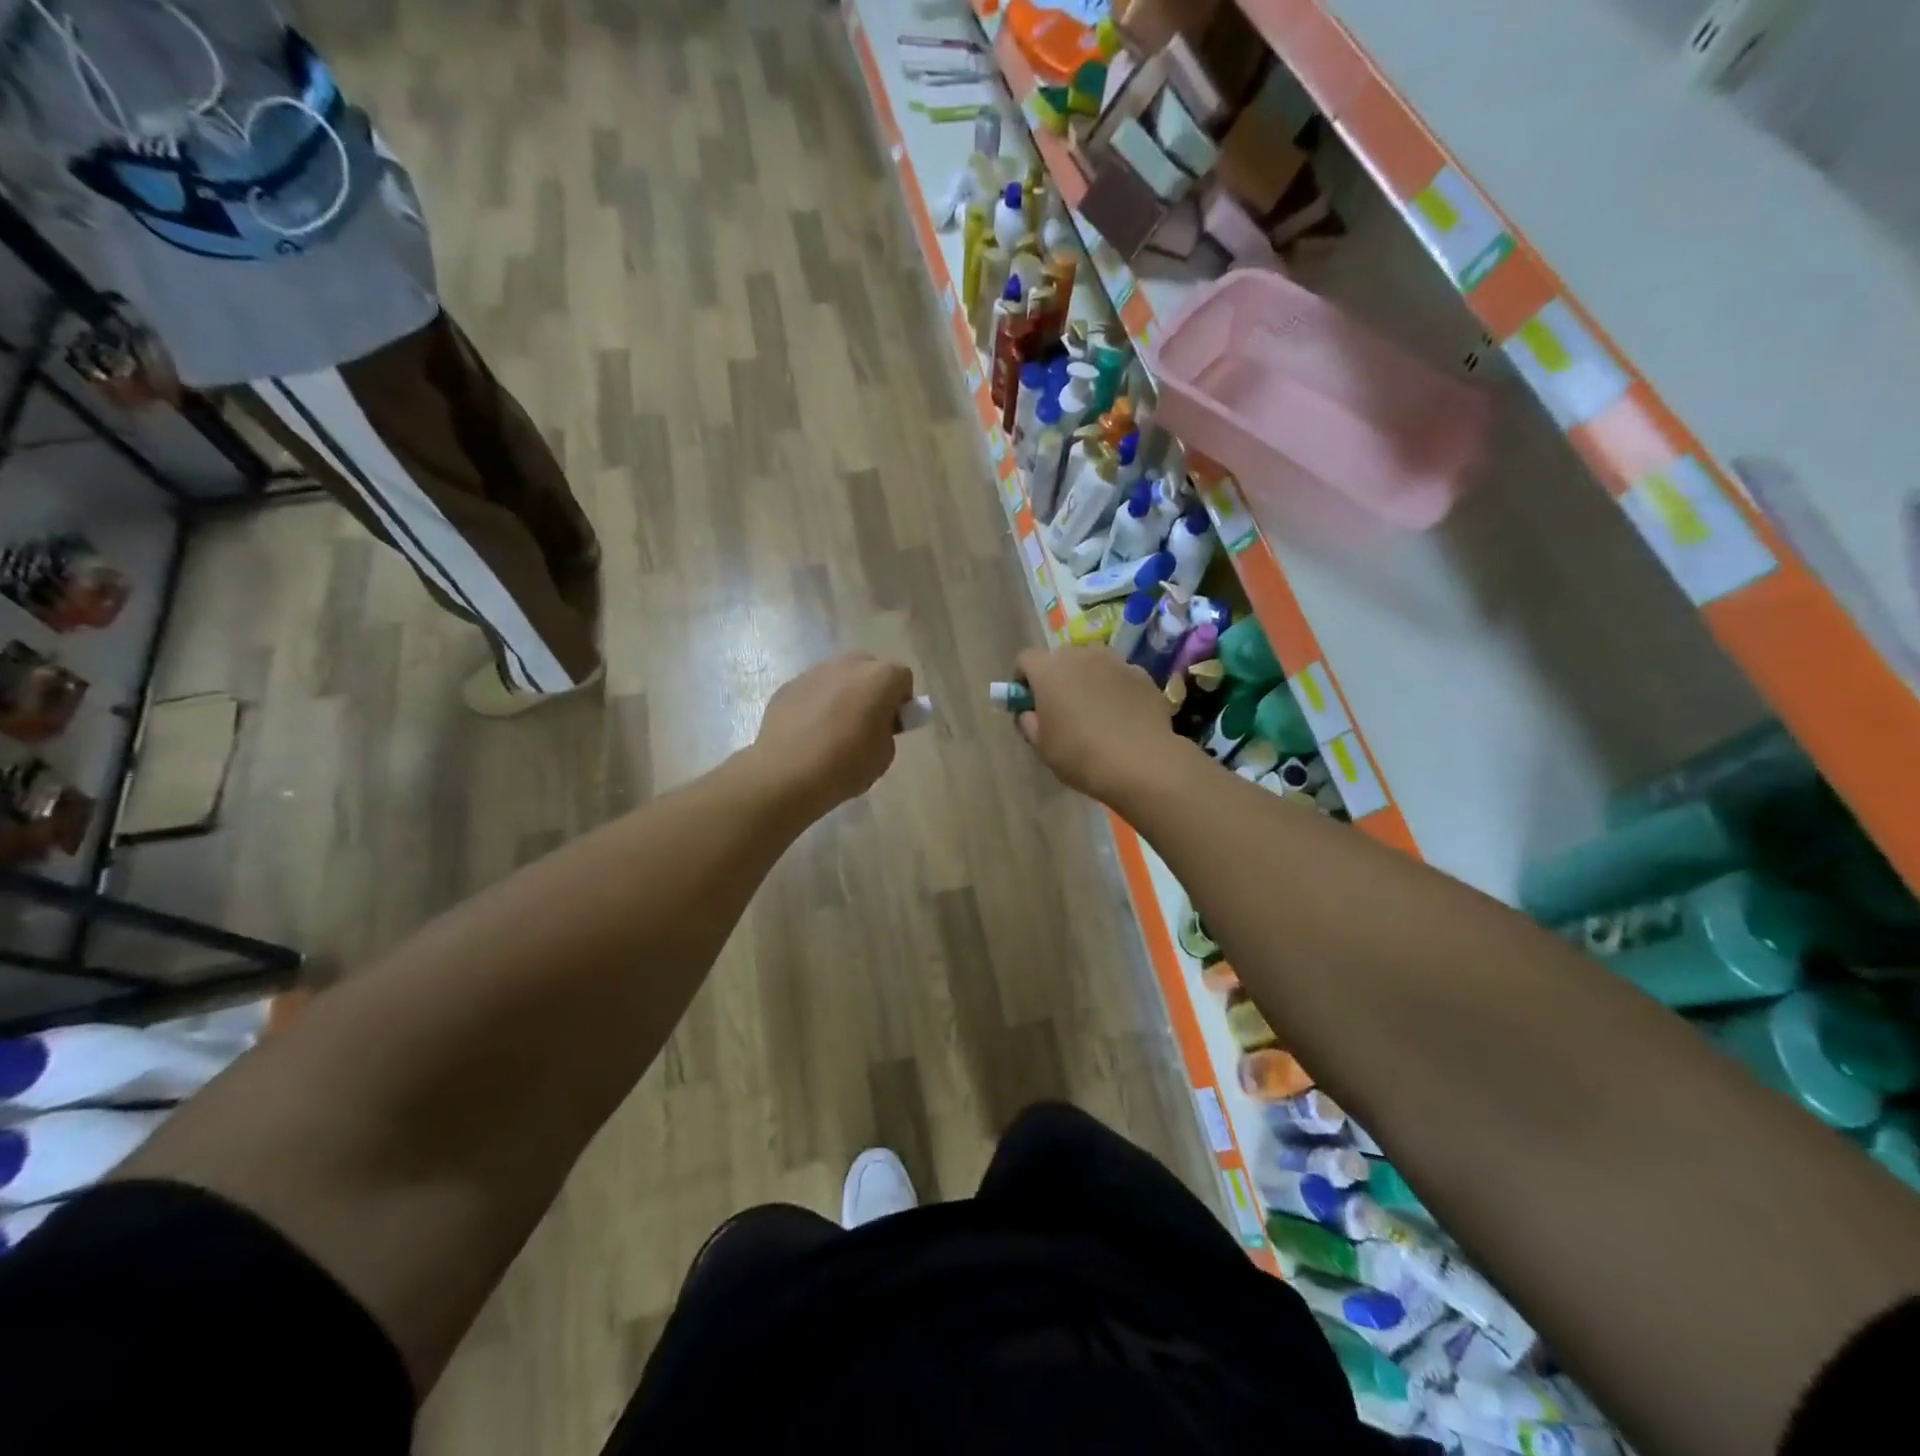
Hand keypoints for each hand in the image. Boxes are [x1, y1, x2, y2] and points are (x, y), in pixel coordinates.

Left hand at [750, 653, 914, 816]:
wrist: (786, 773)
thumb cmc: (845, 765)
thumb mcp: (884, 755)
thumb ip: (886, 731)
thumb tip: (875, 724)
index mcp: (881, 677)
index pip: (903, 677)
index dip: (902, 701)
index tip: (893, 725)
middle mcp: (849, 665)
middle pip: (869, 669)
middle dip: (872, 690)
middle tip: (866, 723)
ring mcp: (815, 672)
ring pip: (838, 677)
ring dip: (842, 694)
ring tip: (833, 730)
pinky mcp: (788, 686)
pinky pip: (813, 690)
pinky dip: (816, 704)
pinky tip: (808, 733)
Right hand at [1012, 646, 1183, 803]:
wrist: (1140, 762)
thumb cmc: (1080, 755)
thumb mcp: (1042, 746)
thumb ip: (1029, 722)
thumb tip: (1030, 713)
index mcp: (1049, 670)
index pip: (1025, 660)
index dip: (1022, 679)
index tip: (1027, 702)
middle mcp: (1081, 655)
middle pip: (1061, 658)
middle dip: (1056, 677)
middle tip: (1061, 709)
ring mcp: (1115, 662)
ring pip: (1093, 664)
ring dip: (1087, 680)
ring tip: (1095, 711)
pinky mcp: (1142, 674)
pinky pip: (1119, 676)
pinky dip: (1115, 689)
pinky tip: (1121, 716)